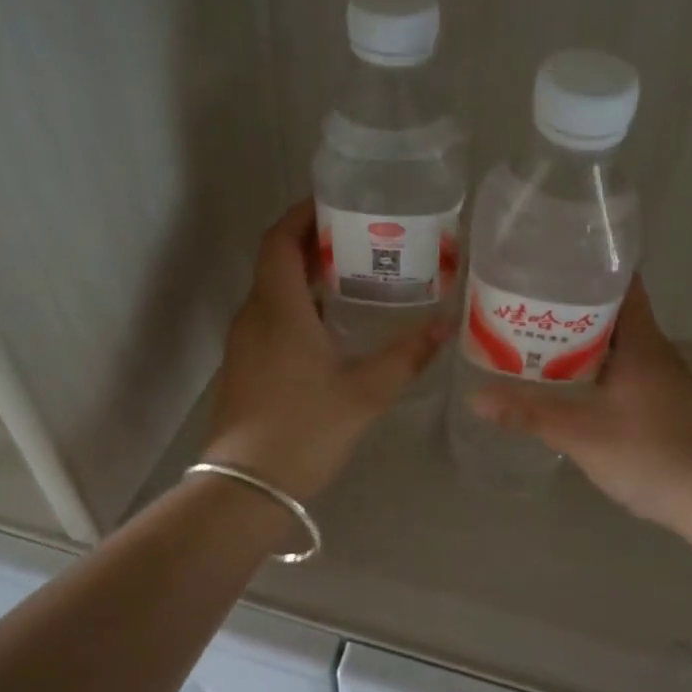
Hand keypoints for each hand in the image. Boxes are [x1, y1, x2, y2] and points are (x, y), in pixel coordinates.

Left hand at [203, 199, 450, 499]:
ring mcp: (244, 343)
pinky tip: (332, 325)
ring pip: (272, 291)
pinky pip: (270, 318)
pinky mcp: (245, 367)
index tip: (336, 202)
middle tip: (359, 237)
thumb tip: (447, 324)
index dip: (303, 214)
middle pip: (276, 261)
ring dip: (305, 275)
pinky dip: (298, 305)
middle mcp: (254, 316)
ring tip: (353, 274)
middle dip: (312, 242)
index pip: (280, 240)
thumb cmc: (305, 430)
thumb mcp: (366, 392)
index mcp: (278, 309)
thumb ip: (408, 355)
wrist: (246, 489)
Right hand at [470, 277, 691, 540]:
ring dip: (584, 340)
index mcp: (641, 340)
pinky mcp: (668, 403)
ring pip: (619, 344)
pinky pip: (627, 369)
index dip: (586, 268)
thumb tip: (474, 398)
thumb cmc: (652, 454)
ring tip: (538, 342)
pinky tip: (573, 386)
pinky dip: (598, 367)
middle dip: (572, 306)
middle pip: (613, 312)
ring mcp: (666, 378)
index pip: (620, 282)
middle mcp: (656, 350)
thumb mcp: (581, 434)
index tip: (546, 264)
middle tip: (525, 306)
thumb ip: (529, 414)